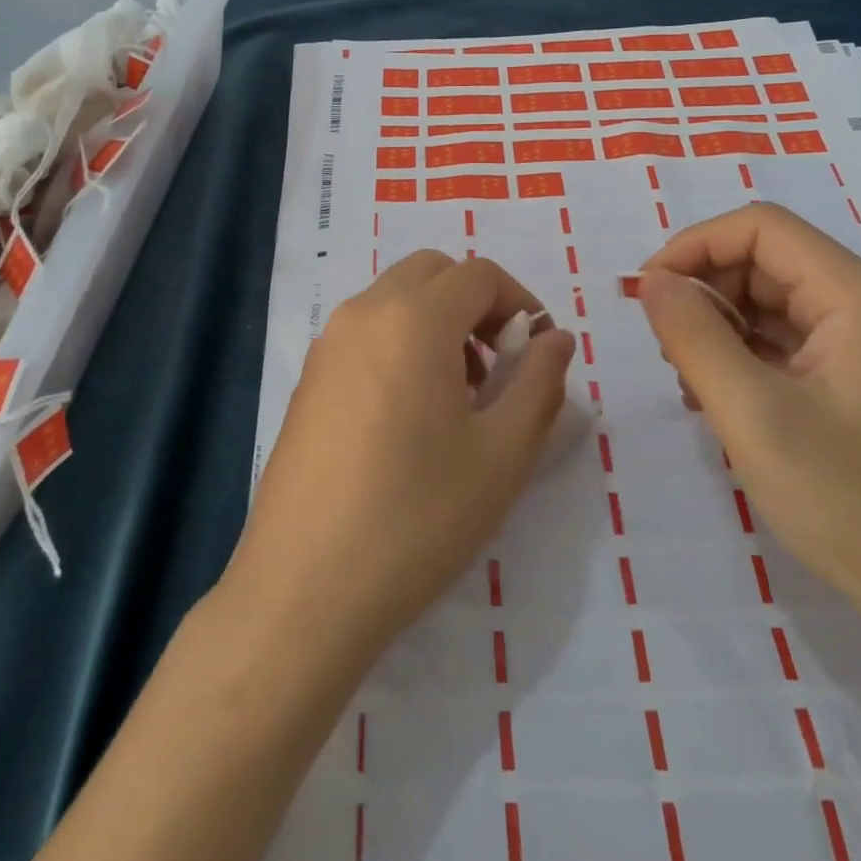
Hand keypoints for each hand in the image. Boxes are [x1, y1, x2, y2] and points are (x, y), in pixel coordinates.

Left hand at [227, 251, 575, 669]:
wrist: (305, 587)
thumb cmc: (417, 518)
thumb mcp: (502, 455)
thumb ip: (539, 383)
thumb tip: (556, 339)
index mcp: (414, 319)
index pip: (479, 274)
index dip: (520, 302)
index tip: (538, 350)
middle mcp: (364, 314)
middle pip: (432, 272)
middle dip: (476, 302)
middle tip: (499, 365)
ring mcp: (327, 344)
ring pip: (395, 298)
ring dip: (437, 320)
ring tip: (459, 396)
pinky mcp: (308, 379)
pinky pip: (365, 332)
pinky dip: (400, 341)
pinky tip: (410, 415)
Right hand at [636, 204, 860, 629]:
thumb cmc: (849, 501)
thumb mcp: (753, 414)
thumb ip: (694, 336)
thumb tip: (651, 281)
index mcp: (859, 298)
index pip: (761, 228)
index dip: (694, 246)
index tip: (648, 293)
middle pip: (766, 261)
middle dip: (704, 289)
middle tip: (664, 344)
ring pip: (771, 302)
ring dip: (718, 324)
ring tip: (687, 378)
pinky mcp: (858, 381)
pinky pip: (785, 341)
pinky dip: (741, 354)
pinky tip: (717, 397)